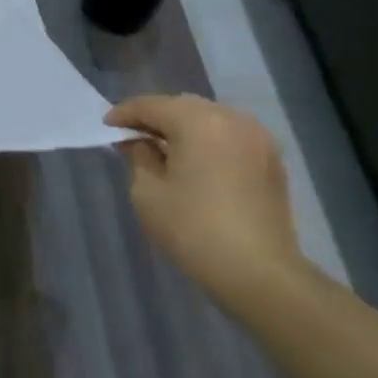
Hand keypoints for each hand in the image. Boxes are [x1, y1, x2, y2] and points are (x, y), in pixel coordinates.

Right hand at [105, 95, 310, 307]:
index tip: (106, 126)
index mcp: (197, 121)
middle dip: (155, 117)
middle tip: (131, 136)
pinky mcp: (270, 158)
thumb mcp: (148, 193)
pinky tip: (194, 161)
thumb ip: (138, 156)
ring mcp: (257, 137)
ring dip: (183, 127)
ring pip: (209, 118)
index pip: (151, 105)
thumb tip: (137, 141)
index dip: (124, 114)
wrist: (259, 272)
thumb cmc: (193, 229)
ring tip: (162, 148)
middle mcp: (231, 118)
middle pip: (182, 106)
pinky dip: (207, 140)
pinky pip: (229, 135)